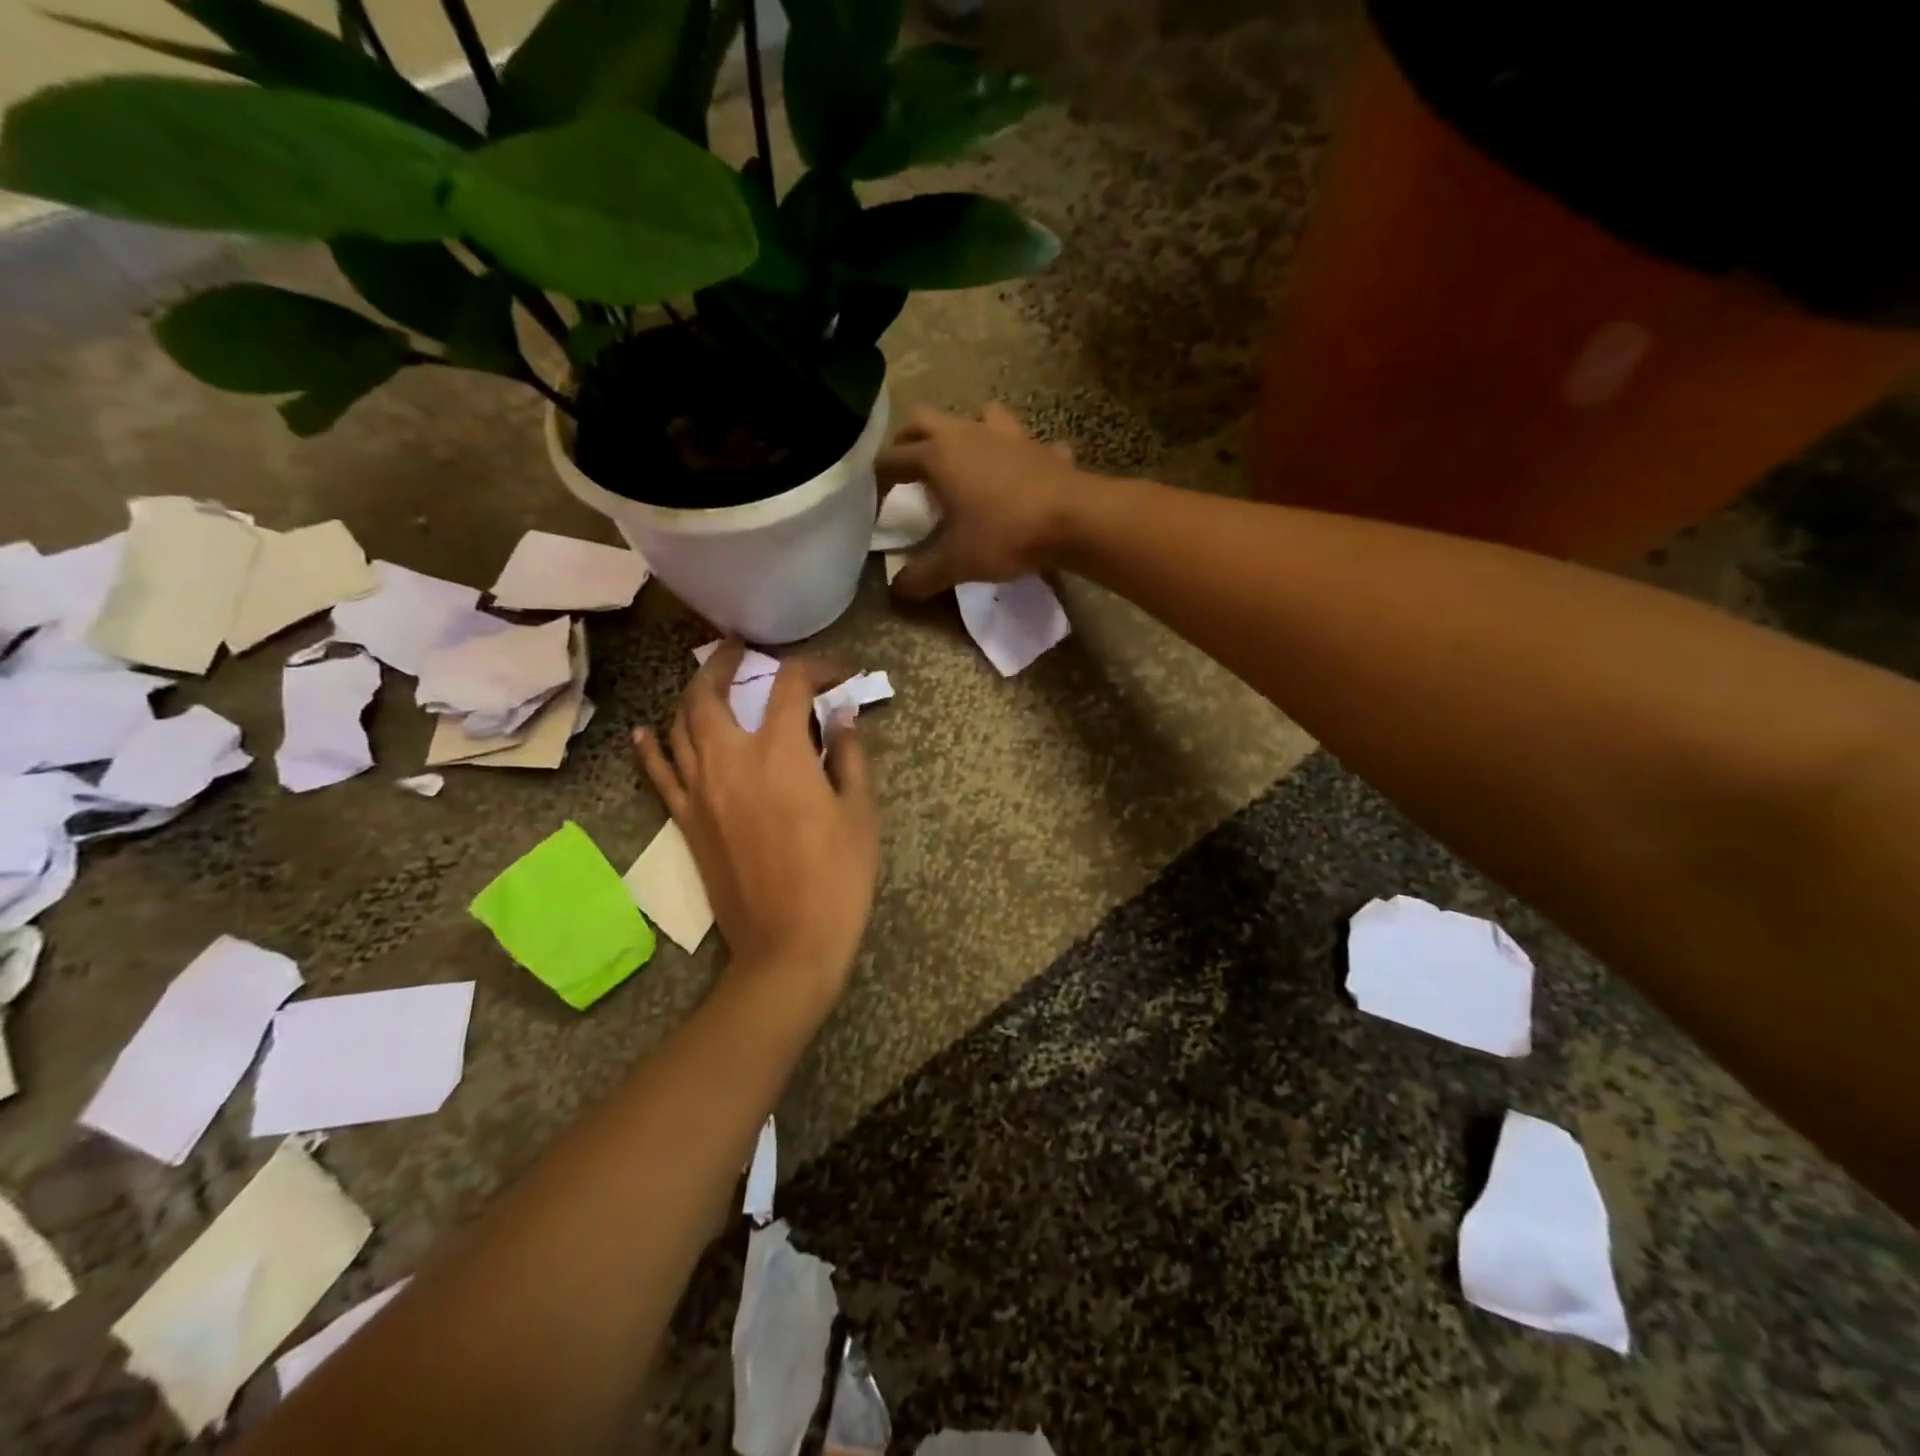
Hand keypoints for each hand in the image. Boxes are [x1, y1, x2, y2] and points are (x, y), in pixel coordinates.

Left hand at [632, 642, 879, 1011]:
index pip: (790, 686)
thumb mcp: (859, 812)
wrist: (788, 944)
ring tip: (704, 679)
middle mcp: (730, 760)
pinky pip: (659, 775)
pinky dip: (651, 748)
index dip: (815, 668)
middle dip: (723, 662)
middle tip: (739, 648)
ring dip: (690, 694)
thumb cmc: (837, 877)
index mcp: (780, 753)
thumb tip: (842, 715)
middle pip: (710, 693)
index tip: (837, 675)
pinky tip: (645, 732)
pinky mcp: (685, 820)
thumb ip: (850, 755)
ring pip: (680, 726)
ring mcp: (699, 791)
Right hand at [874, 402, 1086, 598]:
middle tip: (905, 468)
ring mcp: (1008, 436)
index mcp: (938, 455)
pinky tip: (1020, 474)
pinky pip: (1024, 444)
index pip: (892, 458)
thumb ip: (922, 576)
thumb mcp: (956, 563)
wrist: (1074, 520)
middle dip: (909, 441)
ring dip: (965, 433)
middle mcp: (968, 434)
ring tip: (963, 460)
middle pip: (924, 421)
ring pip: (977, 416)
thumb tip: (898, 589)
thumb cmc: (1005, 534)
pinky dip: (1016, 455)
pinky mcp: (1042, 448)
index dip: (877, 479)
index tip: (872, 501)